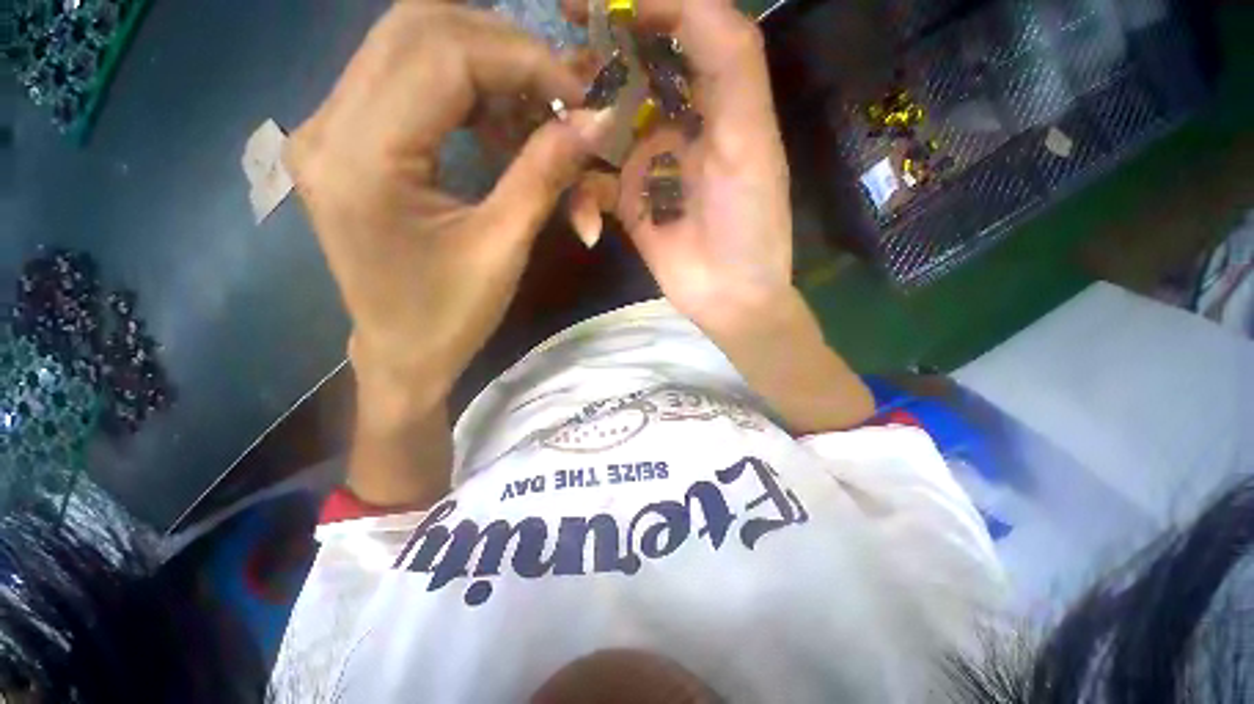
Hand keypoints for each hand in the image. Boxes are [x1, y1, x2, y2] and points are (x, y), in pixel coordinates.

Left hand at [287, 1, 606, 396]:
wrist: (401, 352)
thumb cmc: (452, 315)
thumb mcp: (504, 248)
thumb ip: (545, 174)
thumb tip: (596, 121)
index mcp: (362, 159)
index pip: (443, 54)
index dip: (522, 60)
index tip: (577, 96)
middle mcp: (326, 125)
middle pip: (417, 27)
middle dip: (503, 49)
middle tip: (556, 95)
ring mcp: (325, 127)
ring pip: (408, 44)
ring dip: (483, 65)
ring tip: (530, 111)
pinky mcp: (340, 140)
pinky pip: (401, 78)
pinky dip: (459, 87)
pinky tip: (491, 123)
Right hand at [566, 0, 792, 334]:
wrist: (729, 295)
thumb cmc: (748, 223)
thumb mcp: (750, 139)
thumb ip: (729, 62)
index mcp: (715, 101)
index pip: (679, 29)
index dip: (642, 4)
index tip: (590, 0)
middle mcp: (678, 125)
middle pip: (631, 73)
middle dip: (596, 58)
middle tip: (559, 50)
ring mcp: (648, 165)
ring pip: (603, 125)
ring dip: (577, 124)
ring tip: (554, 127)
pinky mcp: (628, 203)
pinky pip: (593, 185)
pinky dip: (582, 199)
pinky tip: (587, 222)